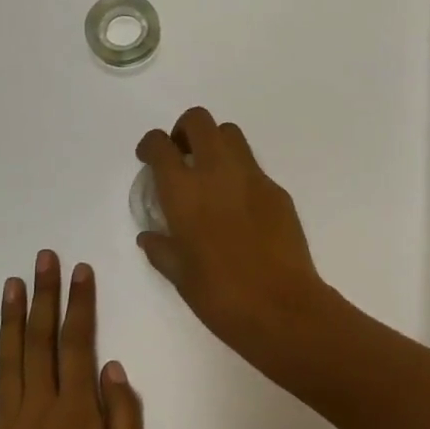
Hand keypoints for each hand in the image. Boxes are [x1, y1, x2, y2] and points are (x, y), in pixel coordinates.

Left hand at [0, 252, 144, 428]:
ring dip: (10, 318)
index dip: (79, 304)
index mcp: (76, 412)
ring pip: (8, 360)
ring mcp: (6, 426)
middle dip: (43, 295)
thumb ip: (124, 415)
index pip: (77, 343)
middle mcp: (39, 409)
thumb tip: (112, 367)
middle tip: (44, 258)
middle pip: (40, 340)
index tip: (80, 270)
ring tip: (12, 282)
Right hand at [135, 107, 335, 360]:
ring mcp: (252, 177)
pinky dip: (239, 173)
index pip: (160, 145)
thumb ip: (161, 248)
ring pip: (231, 134)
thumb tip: (150, 236)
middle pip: (199, 121)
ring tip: (210, 174)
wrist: (281, 307)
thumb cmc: (220, 296)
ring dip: (215, 143)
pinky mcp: (277, 190)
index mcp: (184, 191)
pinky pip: (253, 167)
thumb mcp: (179, 275)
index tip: (149, 158)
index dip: (150, 145)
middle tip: (182, 155)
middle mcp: (217, 172)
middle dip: (185, 130)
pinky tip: (239, 206)